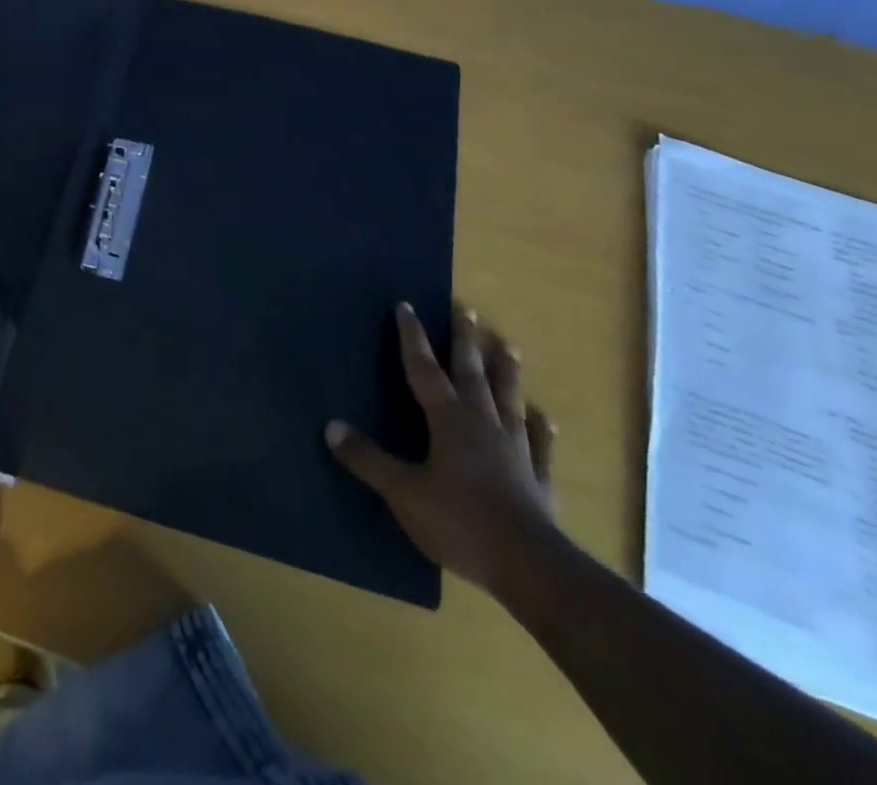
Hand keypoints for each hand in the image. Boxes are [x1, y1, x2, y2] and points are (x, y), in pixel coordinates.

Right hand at [326, 304, 559, 601]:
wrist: (531, 569)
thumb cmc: (460, 522)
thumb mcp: (403, 492)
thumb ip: (368, 459)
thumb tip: (331, 426)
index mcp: (449, 421)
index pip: (425, 369)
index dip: (413, 338)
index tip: (407, 306)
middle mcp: (483, 425)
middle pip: (472, 374)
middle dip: (465, 341)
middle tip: (466, 310)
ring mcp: (516, 452)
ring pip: (508, 401)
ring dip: (506, 373)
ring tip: (507, 346)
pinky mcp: (538, 482)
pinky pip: (541, 448)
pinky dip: (543, 431)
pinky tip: (546, 419)